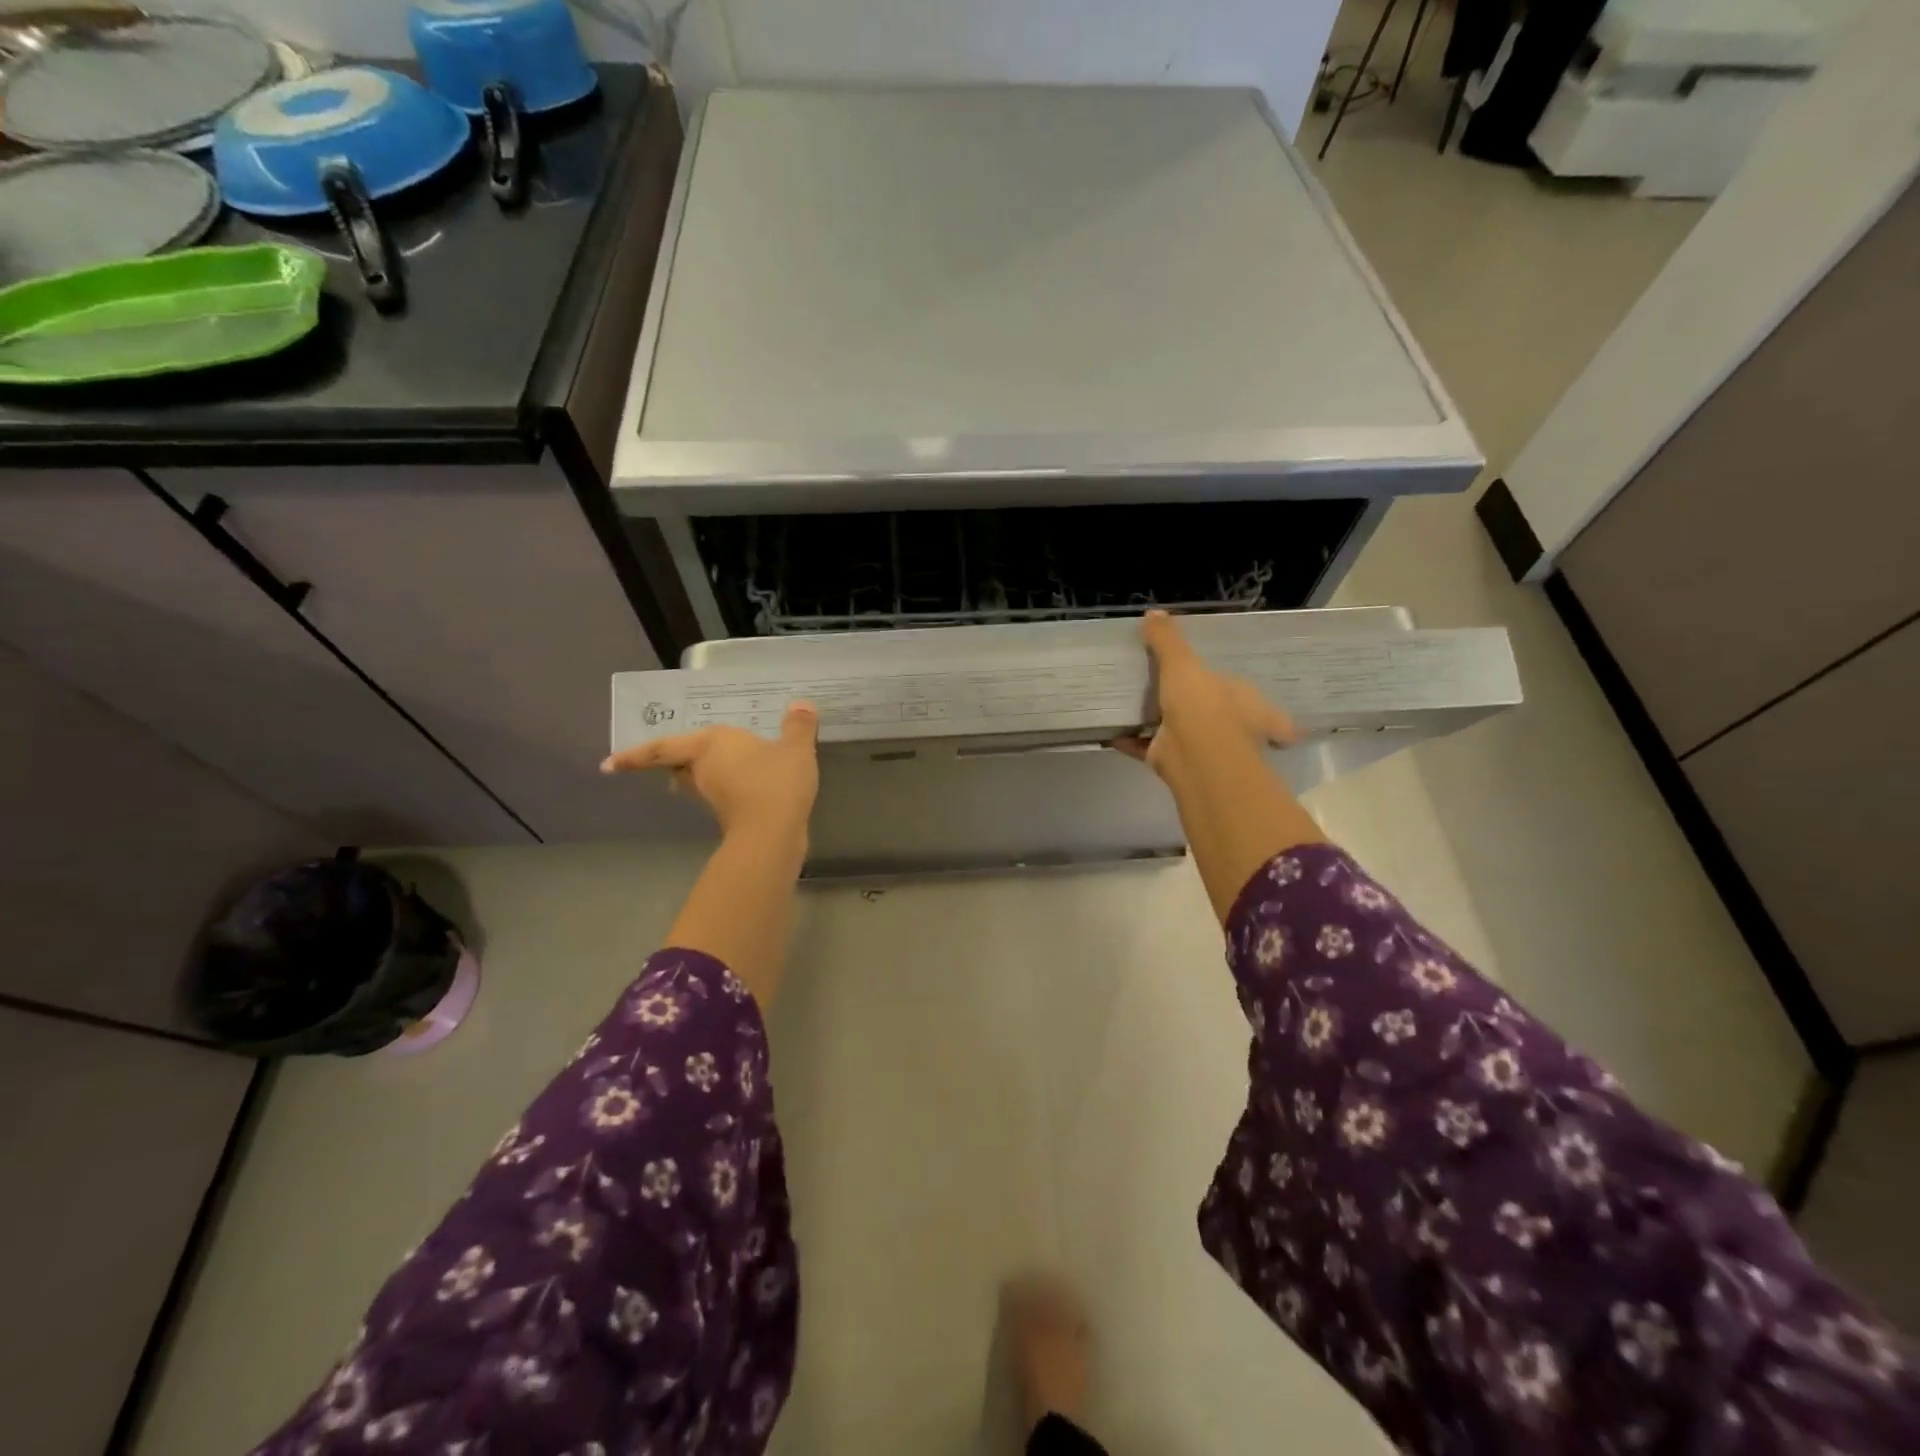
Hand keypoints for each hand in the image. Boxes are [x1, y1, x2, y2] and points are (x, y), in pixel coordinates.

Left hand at [602, 701, 819, 843]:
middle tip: (657, 762)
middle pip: (675, 765)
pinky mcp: (726, 814)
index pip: (663, 747)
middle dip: (666, 764)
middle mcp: (702, 768)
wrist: (772, 833)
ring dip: (694, 777)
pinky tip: (740, 786)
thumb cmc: (775, 782)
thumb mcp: (796, 749)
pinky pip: (718, 794)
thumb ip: (798, 727)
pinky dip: (723, 788)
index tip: (606, 765)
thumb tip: (802, 705)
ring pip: (693, 782)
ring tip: (701, 770)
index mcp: (711, 743)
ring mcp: (711, 794)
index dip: (634, 756)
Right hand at [1114, 611, 1299, 782]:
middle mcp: (1232, 729)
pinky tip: (1114, 731)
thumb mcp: (1183, 663)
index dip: (1242, 692)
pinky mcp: (1173, 761)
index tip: (1224, 683)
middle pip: (1217, 717)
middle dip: (1199, 709)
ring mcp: (1203, 749)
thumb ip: (1168, 640)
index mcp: (1250, 705)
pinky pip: (1150, 747)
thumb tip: (1153, 613)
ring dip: (1161, 724)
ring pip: (1182, 733)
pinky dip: (1133, 740)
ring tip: (1139, 706)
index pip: (1254, 697)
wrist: (1194, 757)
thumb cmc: (1204, 705)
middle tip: (1175, 692)